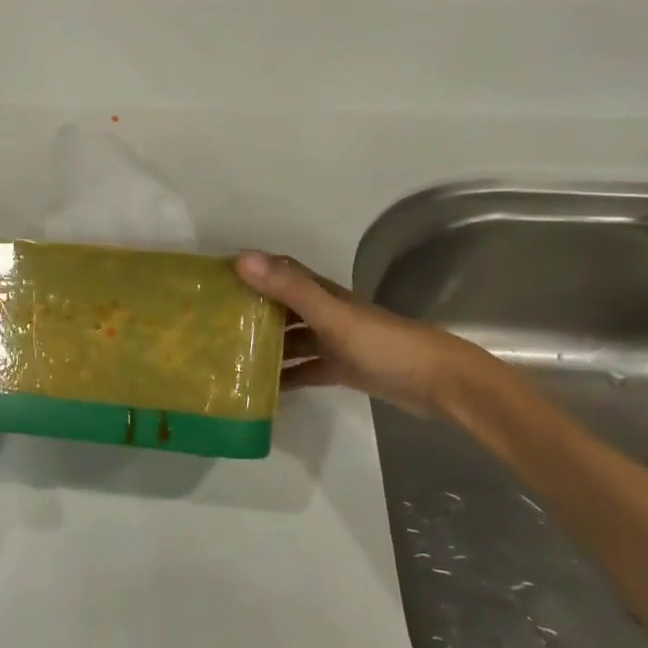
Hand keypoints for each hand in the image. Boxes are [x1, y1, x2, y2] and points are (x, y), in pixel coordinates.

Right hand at [236, 251, 486, 417]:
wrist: (438, 383)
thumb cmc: (383, 344)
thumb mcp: (332, 316)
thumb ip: (289, 290)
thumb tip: (241, 258)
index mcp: (321, 293)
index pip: (279, 272)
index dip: (250, 270)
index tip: (214, 278)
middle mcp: (324, 313)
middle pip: (280, 307)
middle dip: (249, 310)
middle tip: (209, 322)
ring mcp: (332, 342)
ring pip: (289, 339)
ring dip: (263, 345)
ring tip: (226, 357)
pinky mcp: (340, 369)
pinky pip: (303, 370)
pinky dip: (283, 377)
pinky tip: (259, 389)